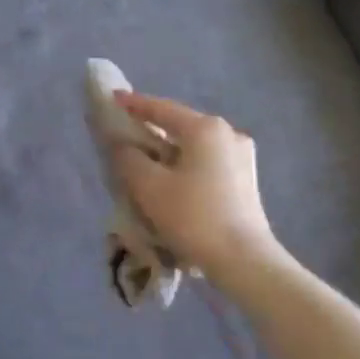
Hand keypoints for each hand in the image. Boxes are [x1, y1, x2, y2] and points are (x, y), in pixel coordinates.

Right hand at [110, 91, 278, 280]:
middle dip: (153, 130)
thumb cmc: (193, 217)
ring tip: (147, 162)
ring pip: (194, 146)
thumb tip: (122, 145)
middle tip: (127, 134)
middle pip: (181, 126)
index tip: (113, 99)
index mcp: (205, 128)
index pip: (162, 109)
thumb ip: (129, 159)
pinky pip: (207, 162)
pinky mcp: (246, 179)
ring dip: (170, 151)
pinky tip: (173, 181)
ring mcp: (242, 156)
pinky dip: (186, 165)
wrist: (243, 259)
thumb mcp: (150, 187)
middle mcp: (228, 133)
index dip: (134, 104)